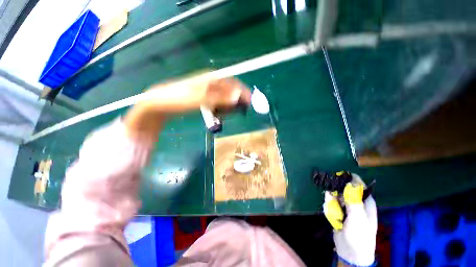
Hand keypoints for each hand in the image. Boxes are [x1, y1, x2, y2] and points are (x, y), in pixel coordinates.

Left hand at [124, 74, 250, 141]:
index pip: (233, 84)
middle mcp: (211, 82)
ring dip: (227, 107)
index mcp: (212, 78)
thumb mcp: (201, 99)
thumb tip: (238, 97)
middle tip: (239, 112)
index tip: (250, 103)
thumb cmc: (179, 99)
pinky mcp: (203, 97)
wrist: (159, 103)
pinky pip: (216, 103)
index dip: (243, 93)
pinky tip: (218, 115)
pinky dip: (219, 109)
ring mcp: (206, 90)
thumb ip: (220, 98)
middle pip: (229, 91)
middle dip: (236, 102)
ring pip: (223, 98)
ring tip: (226, 116)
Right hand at [323, 174, 376, 266]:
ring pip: (335, 195)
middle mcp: (356, 201)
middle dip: (336, 191)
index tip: (337, 177)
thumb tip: (349, 182)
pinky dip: (329, 207)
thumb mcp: (358, 218)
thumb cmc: (359, 235)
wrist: (351, 252)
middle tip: (333, 198)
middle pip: (344, 188)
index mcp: (366, 201)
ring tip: (334, 212)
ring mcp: (346, 207)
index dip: (348, 179)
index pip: (358, 184)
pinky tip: (332, 216)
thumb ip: (353, 200)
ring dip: (332, 201)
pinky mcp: (339, 211)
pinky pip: (331, 203)